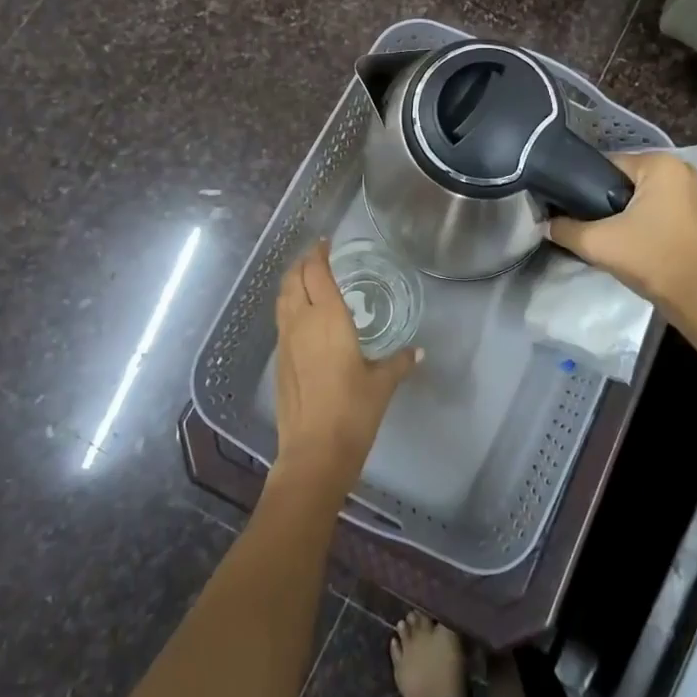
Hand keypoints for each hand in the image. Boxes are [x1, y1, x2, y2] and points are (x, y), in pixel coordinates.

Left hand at [271, 240, 417, 490]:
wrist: (313, 452)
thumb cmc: (352, 411)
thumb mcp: (382, 384)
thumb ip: (398, 363)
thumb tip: (417, 352)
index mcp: (328, 317)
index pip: (316, 271)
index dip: (318, 253)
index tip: (326, 243)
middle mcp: (302, 321)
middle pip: (293, 278)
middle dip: (303, 263)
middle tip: (318, 257)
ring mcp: (285, 341)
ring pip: (282, 298)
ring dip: (292, 282)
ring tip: (307, 279)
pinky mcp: (279, 361)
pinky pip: (281, 320)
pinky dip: (289, 306)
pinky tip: (303, 317)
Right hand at [547, 152, 696, 313]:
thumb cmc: (651, 259)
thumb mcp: (597, 242)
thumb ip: (564, 228)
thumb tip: (545, 223)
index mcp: (659, 163)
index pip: (605, 165)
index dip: (581, 186)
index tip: (566, 208)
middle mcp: (678, 168)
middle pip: (621, 178)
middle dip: (600, 199)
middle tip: (581, 223)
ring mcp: (689, 189)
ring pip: (636, 194)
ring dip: (617, 210)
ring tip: (598, 232)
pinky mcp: (692, 211)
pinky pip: (652, 205)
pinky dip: (636, 217)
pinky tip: (622, 237)